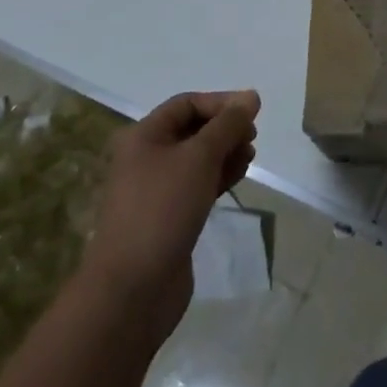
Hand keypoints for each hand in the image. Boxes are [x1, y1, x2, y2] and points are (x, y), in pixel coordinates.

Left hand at [80, 90, 259, 340]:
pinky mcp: (169, 217)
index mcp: (144, 136)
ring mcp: (157, 190)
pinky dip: (219, 176)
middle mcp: (147, 158)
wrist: (132, 290)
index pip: (187, 104)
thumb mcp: (199, 157)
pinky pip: (198, 185)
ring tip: (249, 158)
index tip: (253, 113)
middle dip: (225, 129)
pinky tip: (238, 177)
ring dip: (226, 152)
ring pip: (198, 158)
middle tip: (252, 138)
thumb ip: (228, 124)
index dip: (221, 103)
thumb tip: (251, 96)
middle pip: (193, 130)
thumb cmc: (162, 210)